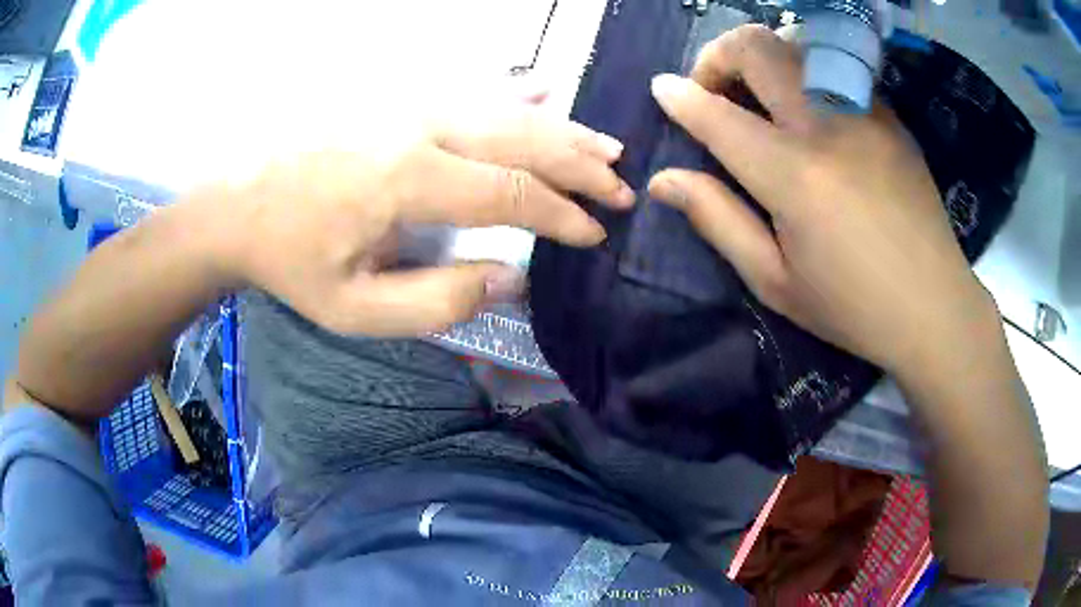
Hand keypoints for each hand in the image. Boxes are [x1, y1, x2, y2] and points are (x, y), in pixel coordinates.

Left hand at [204, 105, 633, 336]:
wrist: (238, 204)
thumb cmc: (291, 259)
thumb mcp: (355, 309)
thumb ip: (436, 301)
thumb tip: (507, 277)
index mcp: (408, 180)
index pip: (512, 192)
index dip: (563, 214)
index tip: (595, 233)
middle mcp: (419, 128)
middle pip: (523, 139)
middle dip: (580, 166)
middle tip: (622, 189)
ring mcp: (407, 103)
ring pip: (505, 109)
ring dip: (562, 129)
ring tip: (606, 148)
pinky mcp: (396, 97)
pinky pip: (470, 90)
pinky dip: (517, 94)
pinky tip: (548, 91)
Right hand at [646, 25, 998, 376]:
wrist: (935, 306)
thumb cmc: (852, 307)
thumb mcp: (774, 281)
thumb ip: (717, 219)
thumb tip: (663, 181)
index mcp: (795, 176)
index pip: (719, 115)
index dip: (680, 96)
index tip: (661, 89)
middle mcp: (828, 126)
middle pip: (758, 47)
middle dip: (719, 56)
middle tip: (714, 90)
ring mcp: (864, 113)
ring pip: (797, 46)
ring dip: (762, 59)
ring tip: (759, 98)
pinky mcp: (889, 116)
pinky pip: (833, 71)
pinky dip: (804, 77)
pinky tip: (810, 118)